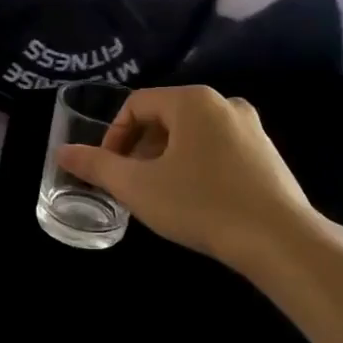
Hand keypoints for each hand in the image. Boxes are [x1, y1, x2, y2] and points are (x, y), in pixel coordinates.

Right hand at [56, 86, 317, 272]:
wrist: (280, 240)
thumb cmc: (201, 204)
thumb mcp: (137, 186)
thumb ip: (96, 166)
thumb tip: (62, 152)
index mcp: (192, 101)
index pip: (136, 104)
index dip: (114, 136)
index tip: (109, 169)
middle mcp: (224, 104)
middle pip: (165, 118)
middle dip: (139, 149)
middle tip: (131, 183)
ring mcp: (251, 128)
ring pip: (192, 135)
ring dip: (166, 159)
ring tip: (159, 194)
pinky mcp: (268, 154)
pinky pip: (218, 149)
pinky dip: (196, 166)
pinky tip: (195, 200)